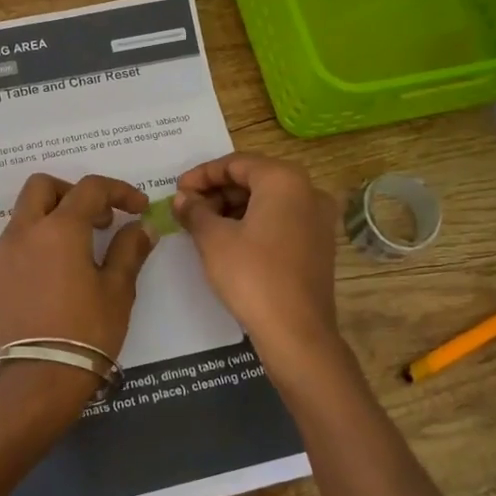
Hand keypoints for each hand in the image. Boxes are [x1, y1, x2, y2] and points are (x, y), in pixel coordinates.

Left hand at [0, 172, 157, 373]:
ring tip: (74, 257)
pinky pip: (10, 252)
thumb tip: (142, 226)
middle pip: (41, 187)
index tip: (138, 208)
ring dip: (49, 223)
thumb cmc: (88, 331)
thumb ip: (129, 249)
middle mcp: (23, 233)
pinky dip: (32, 252)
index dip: (119, 191)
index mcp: (59, 229)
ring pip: (22, 219)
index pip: (90, 189)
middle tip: (96, 220)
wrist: (41, 379)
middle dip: (71, 193)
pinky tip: (49, 283)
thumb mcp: (118, 290)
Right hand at [175, 153, 341, 364]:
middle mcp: (308, 191)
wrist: (296, 332)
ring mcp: (318, 219)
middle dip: (217, 191)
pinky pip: (280, 220)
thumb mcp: (214, 240)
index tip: (177, 190)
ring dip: (233, 208)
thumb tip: (183, 198)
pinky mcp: (318, 244)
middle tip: (187, 208)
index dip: (201, 175)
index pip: (236, 163)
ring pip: (267, 200)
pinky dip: (253, 223)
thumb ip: (195, 211)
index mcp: (284, 180)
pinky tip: (228, 241)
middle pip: (254, 179)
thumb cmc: (252, 276)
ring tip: (202, 226)